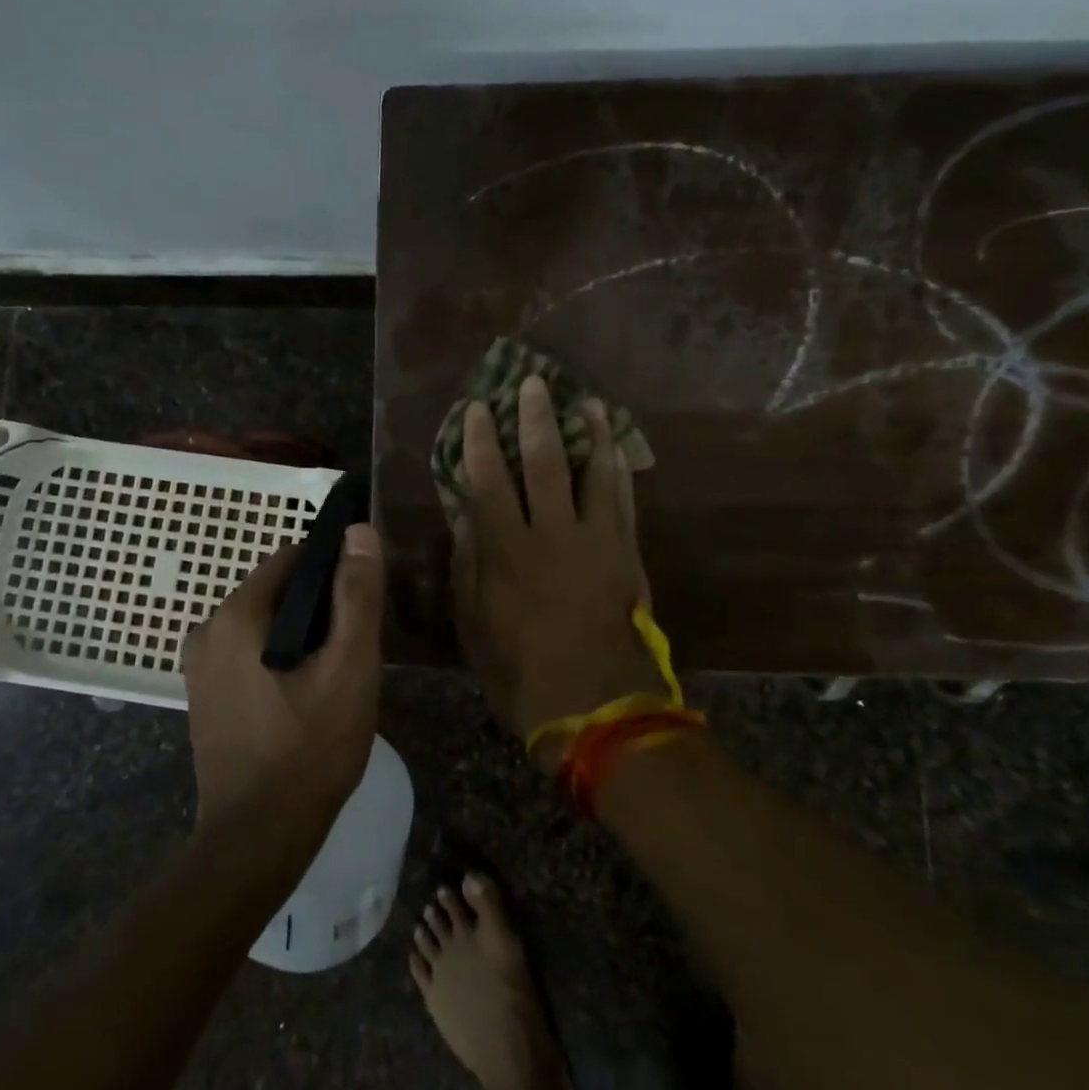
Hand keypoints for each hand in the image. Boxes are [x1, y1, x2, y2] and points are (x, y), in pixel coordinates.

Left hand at [182, 524, 385, 838]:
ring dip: (302, 637)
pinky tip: (306, 697)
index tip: (362, 602)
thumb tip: (358, 531)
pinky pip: (250, 653)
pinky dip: (280, 660)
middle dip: (319, 608)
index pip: (292, 558)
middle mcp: (207, 629)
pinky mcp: (205, 695)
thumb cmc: (309, 750)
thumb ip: (356, 595)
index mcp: (236, 614)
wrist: (256, 840)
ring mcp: (200, 665)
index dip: (333, 570)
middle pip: (278, 591)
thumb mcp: (348, 667)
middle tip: (353, 650)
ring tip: (335, 677)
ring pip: (266, 624)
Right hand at [451, 375, 659, 766]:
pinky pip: (623, 500)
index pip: (489, 479)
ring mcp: (595, 540)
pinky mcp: (626, 553)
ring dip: (590, 432)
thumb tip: (462, 515)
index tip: (476, 409)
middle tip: (534, 382)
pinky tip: (615, 449)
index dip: (480, 441)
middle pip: (544, 462)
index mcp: (507, 550)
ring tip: (588, 401)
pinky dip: (618, 470)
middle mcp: (551, 533)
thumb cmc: (520, 670)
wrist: (596, 707)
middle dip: (536, 418)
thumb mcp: (474, 624)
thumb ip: (468, 564)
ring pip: (593, 471)